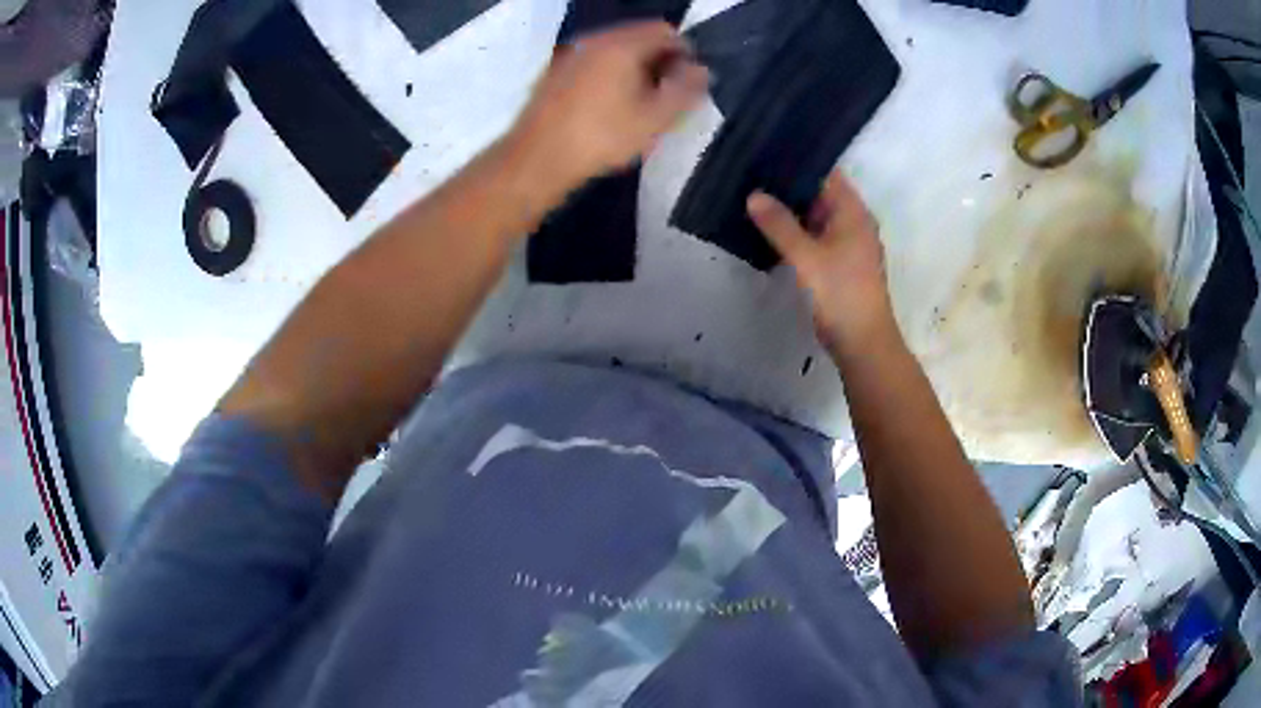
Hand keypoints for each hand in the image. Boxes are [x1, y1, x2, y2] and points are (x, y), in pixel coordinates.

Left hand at [512, 21, 707, 184]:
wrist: (537, 159)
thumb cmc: (601, 137)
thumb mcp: (655, 119)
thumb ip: (685, 89)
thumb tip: (701, 70)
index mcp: (622, 44)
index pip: (666, 32)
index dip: (685, 54)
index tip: (688, 84)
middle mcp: (594, 40)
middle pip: (639, 37)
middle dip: (659, 61)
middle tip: (666, 96)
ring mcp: (570, 54)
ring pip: (615, 50)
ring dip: (635, 68)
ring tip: (640, 104)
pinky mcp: (554, 73)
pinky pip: (594, 63)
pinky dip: (610, 75)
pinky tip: (609, 106)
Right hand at [747, 172, 894, 349]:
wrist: (862, 343)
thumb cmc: (841, 294)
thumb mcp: (807, 257)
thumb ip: (780, 225)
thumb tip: (753, 195)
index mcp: (853, 213)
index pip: (828, 174)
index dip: (801, 162)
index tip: (768, 153)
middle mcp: (852, 223)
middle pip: (820, 194)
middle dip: (789, 186)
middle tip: (751, 173)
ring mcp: (845, 244)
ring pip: (814, 218)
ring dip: (789, 211)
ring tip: (752, 196)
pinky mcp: (836, 264)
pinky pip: (813, 238)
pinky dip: (794, 233)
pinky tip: (767, 230)